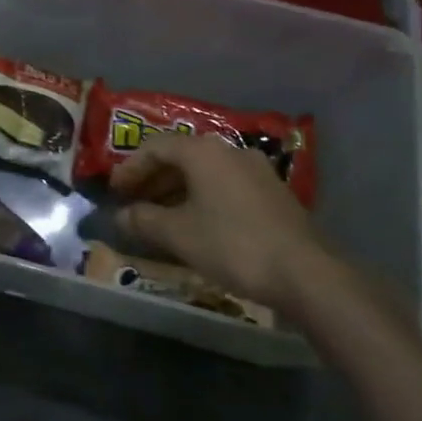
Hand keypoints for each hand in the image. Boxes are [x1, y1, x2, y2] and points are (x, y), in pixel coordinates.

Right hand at [110, 132, 325, 309]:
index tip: (115, 192)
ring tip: (160, 218)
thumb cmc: (232, 244)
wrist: (306, 273)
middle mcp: (230, 151)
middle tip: (133, 203)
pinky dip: (202, 198)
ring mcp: (256, 170)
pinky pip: (225, 186)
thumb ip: (143, 220)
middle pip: (181, 157)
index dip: (130, 168)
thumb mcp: (178, 234)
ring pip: (205, 172)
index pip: (155, 147)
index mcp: (203, 152)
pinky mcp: (272, 193)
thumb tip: (120, 216)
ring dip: (177, 191)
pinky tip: (196, 225)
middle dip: (152, 179)